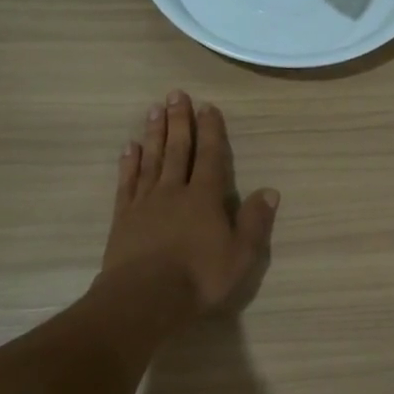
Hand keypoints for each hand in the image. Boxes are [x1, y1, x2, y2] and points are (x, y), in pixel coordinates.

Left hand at [102, 90, 277, 318]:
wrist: (144, 298)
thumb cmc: (198, 278)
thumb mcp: (240, 255)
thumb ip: (254, 222)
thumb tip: (270, 191)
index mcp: (204, 198)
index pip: (209, 156)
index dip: (210, 131)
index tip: (207, 106)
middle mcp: (174, 191)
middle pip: (177, 149)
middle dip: (178, 121)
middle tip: (175, 94)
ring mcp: (145, 202)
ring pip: (151, 160)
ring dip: (154, 134)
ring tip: (154, 110)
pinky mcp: (123, 217)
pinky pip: (127, 183)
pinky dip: (129, 163)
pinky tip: (129, 148)